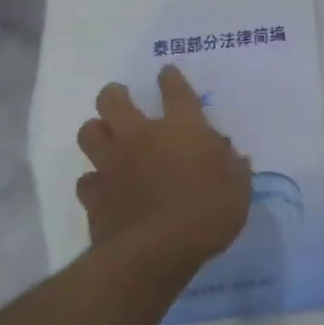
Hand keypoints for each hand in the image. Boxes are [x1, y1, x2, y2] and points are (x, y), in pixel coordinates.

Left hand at [76, 66, 251, 276]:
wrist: (155, 252)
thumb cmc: (207, 212)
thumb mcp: (238, 188)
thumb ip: (232, 166)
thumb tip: (227, 154)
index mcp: (182, 128)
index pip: (176, 91)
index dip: (171, 79)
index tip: (166, 72)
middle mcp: (142, 137)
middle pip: (114, 101)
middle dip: (114, 94)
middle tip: (119, 97)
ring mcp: (112, 164)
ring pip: (88, 132)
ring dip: (96, 130)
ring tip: (104, 136)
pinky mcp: (94, 195)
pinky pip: (85, 179)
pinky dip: (93, 180)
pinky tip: (102, 186)